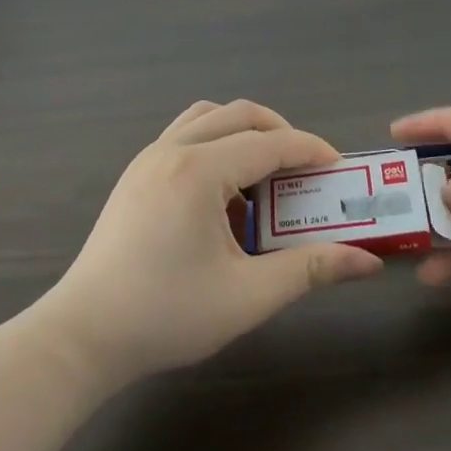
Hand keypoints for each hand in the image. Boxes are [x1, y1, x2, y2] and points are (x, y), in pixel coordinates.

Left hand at [40, 100, 383, 383]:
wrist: (83, 335)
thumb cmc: (166, 315)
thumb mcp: (247, 296)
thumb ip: (309, 269)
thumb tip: (366, 262)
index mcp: (199, 171)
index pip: (270, 143)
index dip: (311, 151)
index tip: (339, 169)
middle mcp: (172, 150)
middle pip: (239, 115)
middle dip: (281, 133)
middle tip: (307, 170)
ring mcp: (148, 158)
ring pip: (208, 118)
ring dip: (244, 134)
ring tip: (265, 176)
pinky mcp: (135, 174)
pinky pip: (185, 137)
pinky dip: (216, 147)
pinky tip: (224, 196)